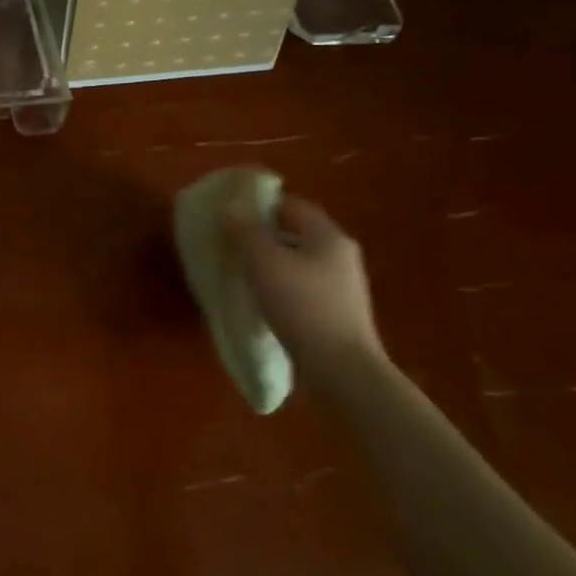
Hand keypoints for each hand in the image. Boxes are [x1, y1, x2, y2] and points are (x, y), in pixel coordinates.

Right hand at [229, 193, 383, 373]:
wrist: (342, 371)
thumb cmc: (301, 306)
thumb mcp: (264, 262)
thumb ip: (246, 231)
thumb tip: (232, 207)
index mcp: (328, 236)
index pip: (293, 205)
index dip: (262, 204)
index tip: (231, 212)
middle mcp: (341, 256)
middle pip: (297, 234)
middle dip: (264, 235)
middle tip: (231, 242)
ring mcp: (343, 288)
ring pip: (300, 263)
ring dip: (272, 263)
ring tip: (241, 272)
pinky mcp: (338, 315)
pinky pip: (304, 288)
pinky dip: (282, 287)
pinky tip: (263, 301)